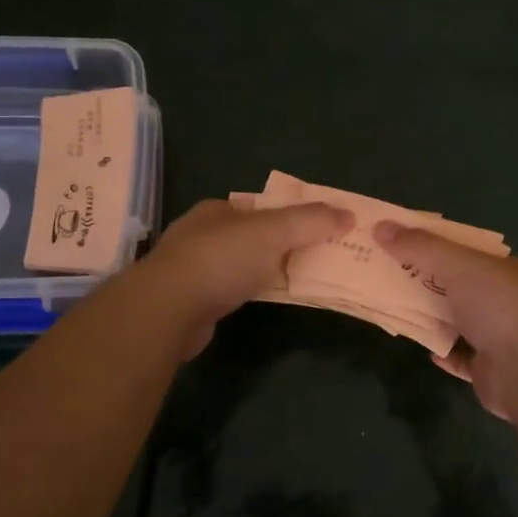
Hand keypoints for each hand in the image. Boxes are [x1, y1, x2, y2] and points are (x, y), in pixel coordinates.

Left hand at [137, 197, 353, 358]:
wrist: (169, 309)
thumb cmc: (221, 259)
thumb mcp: (275, 231)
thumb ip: (311, 221)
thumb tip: (348, 214)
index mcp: (217, 210)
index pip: (259, 207)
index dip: (287, 216)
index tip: (314, 231)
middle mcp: (200, 234)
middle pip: (249, 236)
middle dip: (277, 245)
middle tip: (312, 259)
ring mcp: (191, 269)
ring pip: (238, 265)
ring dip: (262, 271)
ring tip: (294, 282)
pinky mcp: (189, 301)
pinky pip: (228, 291)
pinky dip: (246, 294)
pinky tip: (261, 303)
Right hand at [372, 222, 517, 420]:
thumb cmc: (500, 306)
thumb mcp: (458, 264)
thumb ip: (420, 247)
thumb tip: (381, 226)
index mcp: (507, 270)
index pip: (467, 251)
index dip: (435, 245)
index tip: (402, 243)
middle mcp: (506, 300)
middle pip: (459, 286)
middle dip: (426, 281)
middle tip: (387, 275)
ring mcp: (500, 337)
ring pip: (458, 322)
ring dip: (431, 317)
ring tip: (395, 309)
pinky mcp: (490, 370)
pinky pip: (460, 357)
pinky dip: (442, 351)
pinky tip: (424, 348)